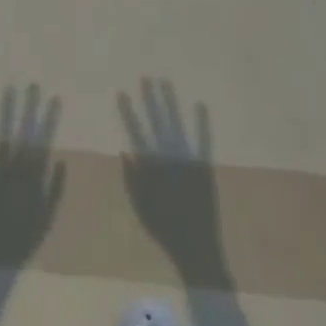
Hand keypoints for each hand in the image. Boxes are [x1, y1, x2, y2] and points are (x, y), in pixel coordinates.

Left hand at [0, 84, 67, 270]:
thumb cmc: (23, 242)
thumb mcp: (46, 220)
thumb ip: (55, 189)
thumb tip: (61, 157)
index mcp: (33, 180)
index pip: (44, 141)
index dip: (49, 119)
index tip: (55, 97)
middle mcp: (16, 172)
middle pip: (24, 133)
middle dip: (29, 108)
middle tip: (33, 84)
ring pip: (4, 136)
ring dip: (7, 112)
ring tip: (10, 88)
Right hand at [119, 80, 230, 282]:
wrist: (196, 248)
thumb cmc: (165, 230)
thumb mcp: (141, 208)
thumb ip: (131, 180)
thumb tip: (124, 150)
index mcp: (151, 167)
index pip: (136, 132)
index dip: (128, 112)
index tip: (122, 92)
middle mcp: (168, 157)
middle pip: (157, 122)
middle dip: (150, 99)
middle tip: (146, 77)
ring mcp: (187, 159)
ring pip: (176, 124)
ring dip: (170, 103)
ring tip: (165, 82)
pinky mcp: (204, 166)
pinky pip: (203, 140)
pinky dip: (202, 123)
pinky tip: (200, 104)